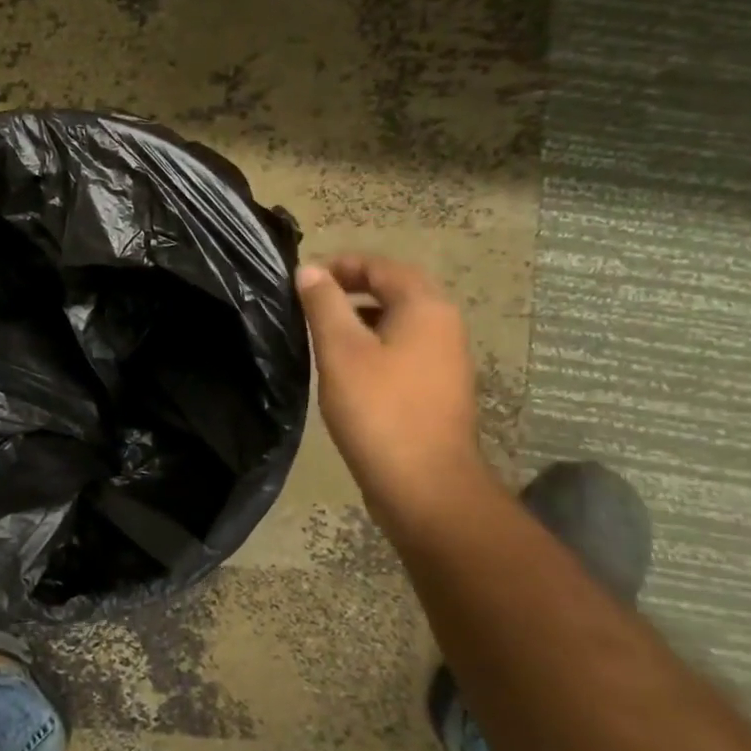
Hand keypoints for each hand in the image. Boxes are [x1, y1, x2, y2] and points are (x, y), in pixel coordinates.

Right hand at [295, 255, 487, 515]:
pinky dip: (375, 345)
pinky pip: (404, 350)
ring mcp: (445, 360)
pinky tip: (346, 368)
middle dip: (354, 288)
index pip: (382, 266)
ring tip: (322, 331)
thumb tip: (310, 269)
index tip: (305, 277)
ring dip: (362, 317)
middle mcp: (444, 326)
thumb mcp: (341, 351)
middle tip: (312, 299)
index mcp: (425, 308)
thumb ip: (324, 305)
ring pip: (400, 322)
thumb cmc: (379, 410)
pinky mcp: (437, 389)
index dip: (343, 264)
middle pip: (396, 291)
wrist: (424, 485)